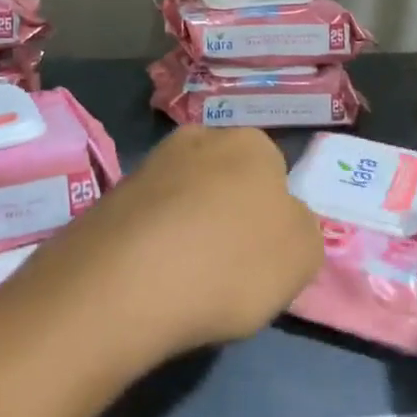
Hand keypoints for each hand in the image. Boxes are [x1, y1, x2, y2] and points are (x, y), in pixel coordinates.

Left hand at [50, 125, 323, 357]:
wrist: (128, 280)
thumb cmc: (232, 261)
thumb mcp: (302, 255)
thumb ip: (302, 229)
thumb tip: (284, 220)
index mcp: (252, 142)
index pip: (274, 172)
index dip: (272, 214)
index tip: (264, 253)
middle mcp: (201, 136)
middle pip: (227, 177)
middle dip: (228, 212)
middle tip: (228, 264)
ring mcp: (152, 163)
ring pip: (185, 195)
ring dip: (189, 225)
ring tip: (187, 277)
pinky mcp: (114, 194)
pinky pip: (150, 218)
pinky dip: (155, 241)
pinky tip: (153, 276)